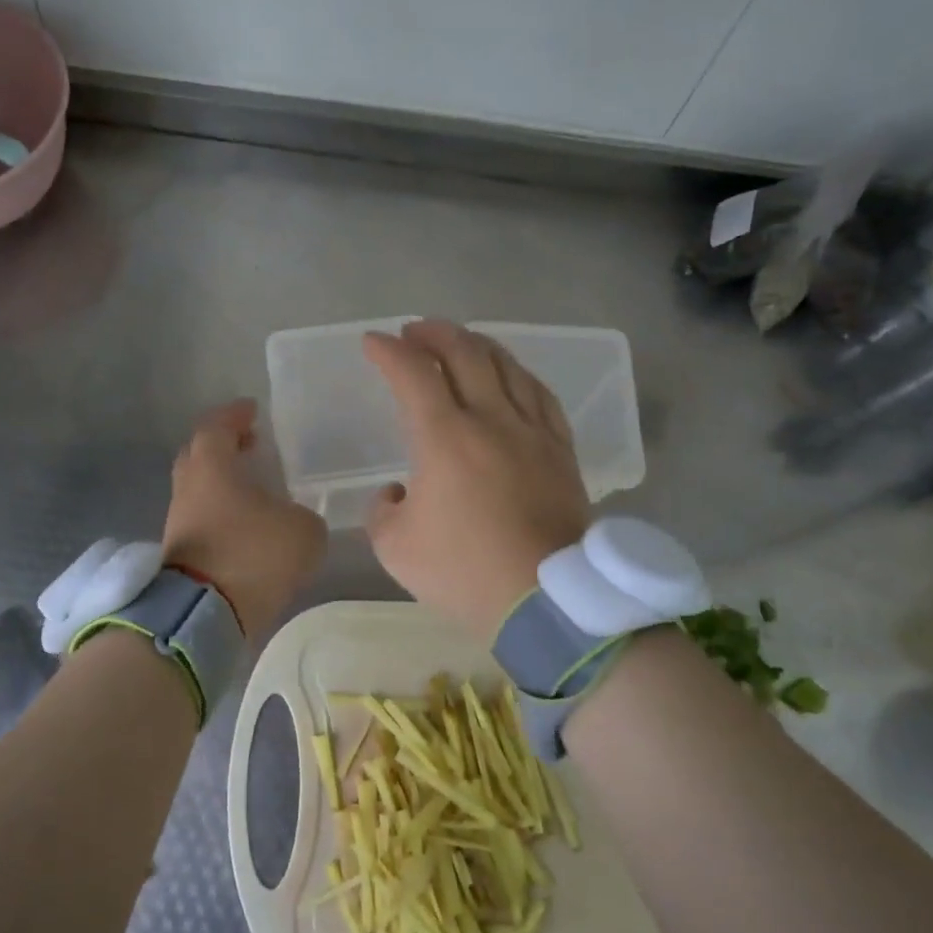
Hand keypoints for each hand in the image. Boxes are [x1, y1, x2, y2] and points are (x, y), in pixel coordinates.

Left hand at [162, 399, 327, 636]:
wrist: (205, 614)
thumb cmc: (253, 555)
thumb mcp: (303, 531)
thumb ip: (304, 517)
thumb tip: (295, 521)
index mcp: (212, 467)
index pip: (217, 426)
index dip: (235, 415)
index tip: (252, 410)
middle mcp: (189, 488)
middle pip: (199, 454)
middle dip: (224, 446)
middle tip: (250, 444)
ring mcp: (179, 522)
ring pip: (198, 489)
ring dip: (222, 482)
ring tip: (253, 488)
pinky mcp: (178, 554)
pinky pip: (201, 518)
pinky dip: (221, 512)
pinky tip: (245, 524)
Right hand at [363, 320, 590, 639]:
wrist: (545, 600)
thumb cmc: (464, 572)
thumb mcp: (395, 549)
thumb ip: (383, 511)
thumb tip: (398, 492)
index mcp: (445, 438)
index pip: (413, 375)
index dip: (389, 352)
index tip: (372, 342)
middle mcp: (491, 419)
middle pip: (464, 354)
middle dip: (434, 334)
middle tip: (414, 332)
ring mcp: (532, 431)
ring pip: (506, 366)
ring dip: (476, 345)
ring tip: (459, 342)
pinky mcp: (560, 450)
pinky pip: (540, 395)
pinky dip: (518, 374)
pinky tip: (510, 374)